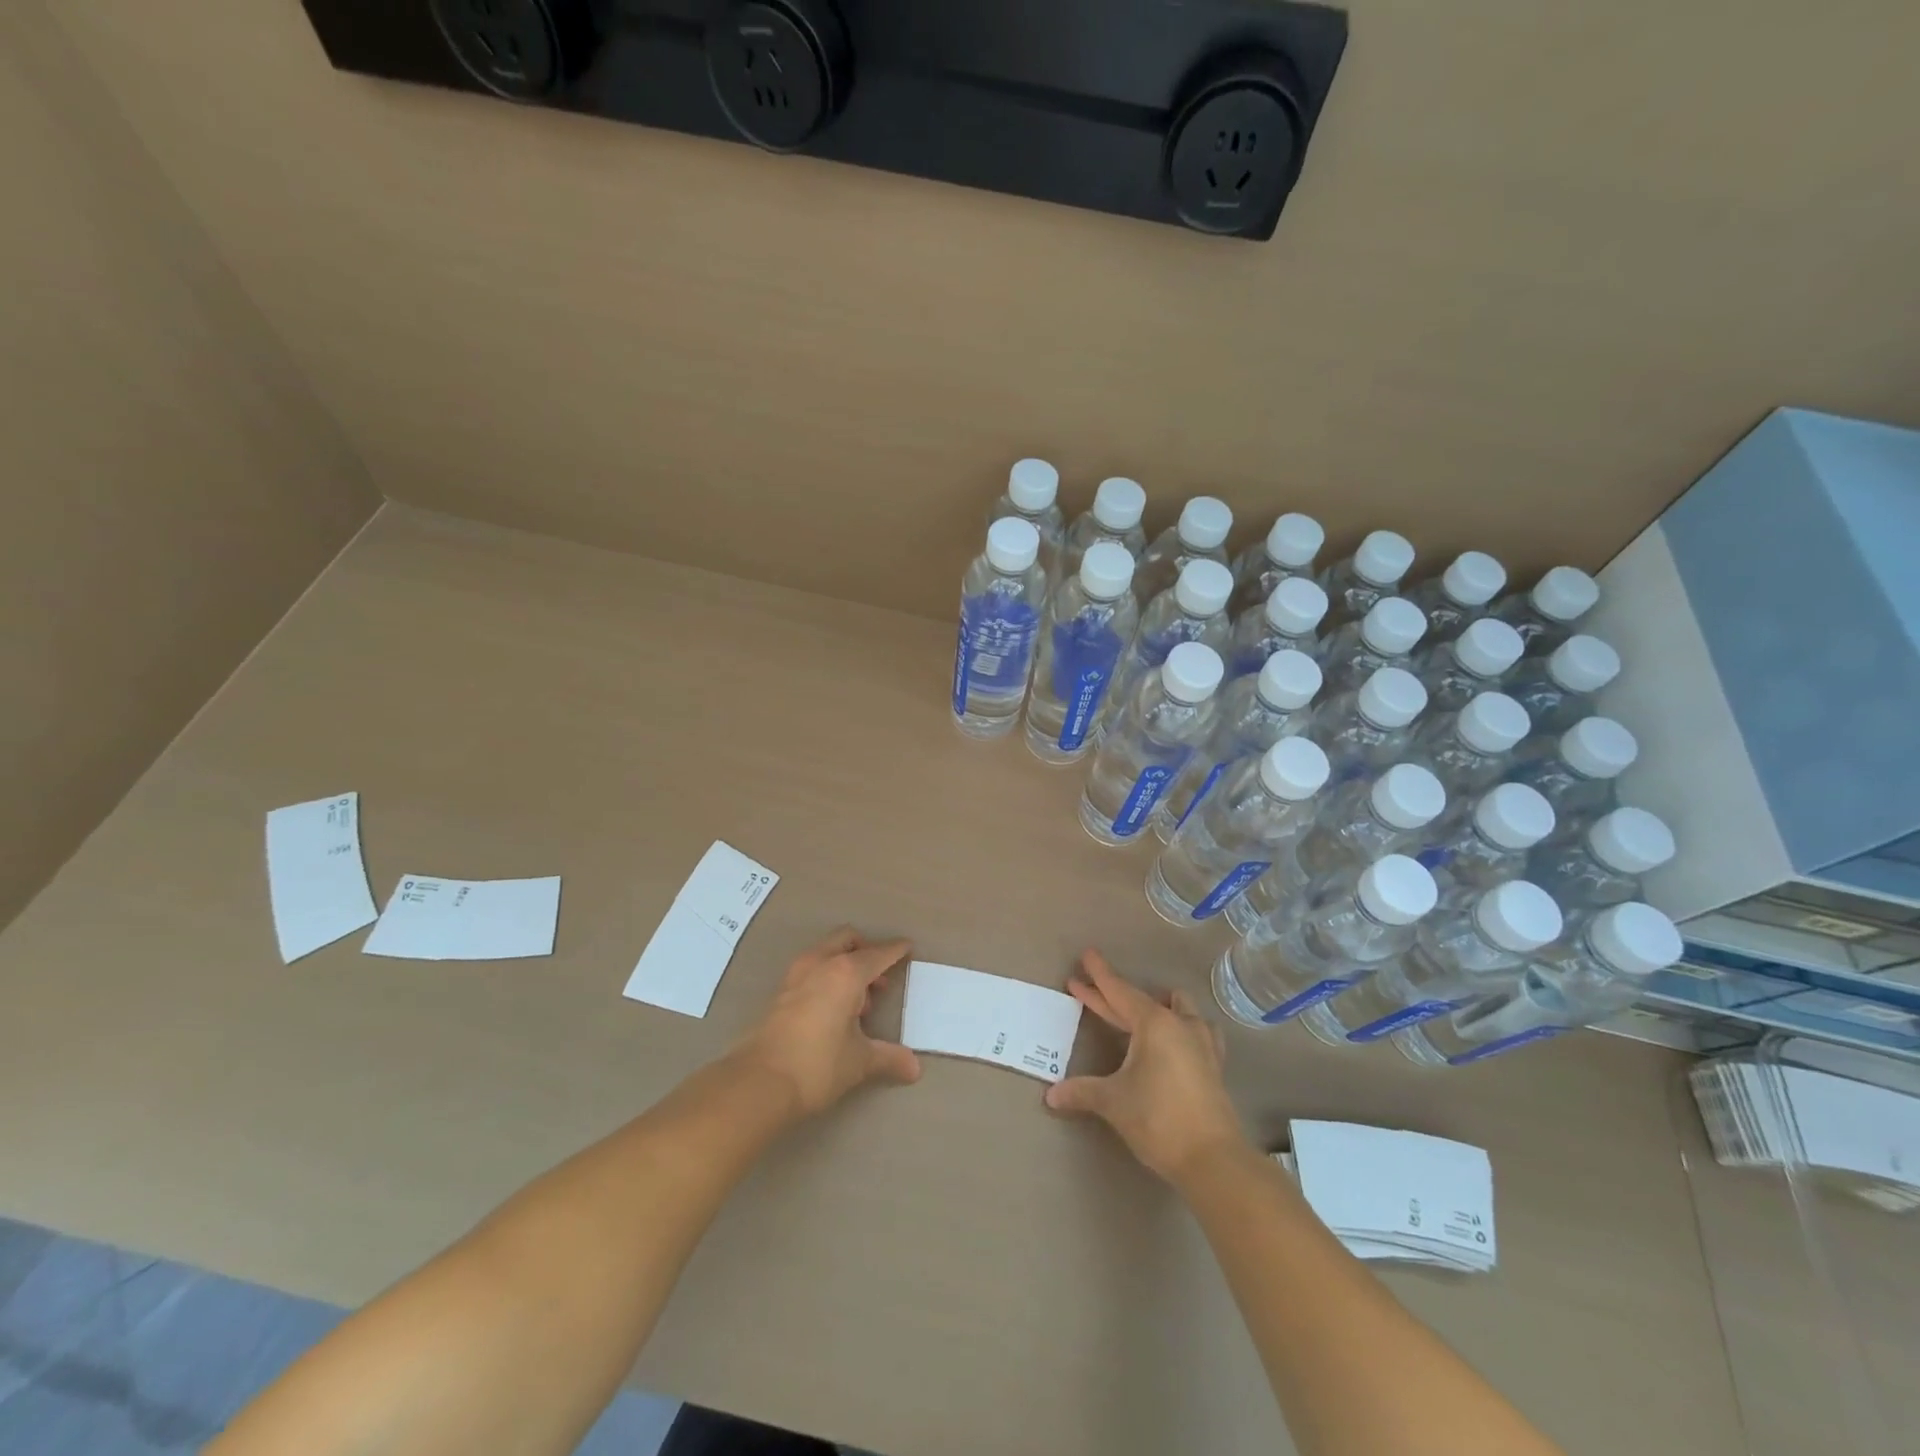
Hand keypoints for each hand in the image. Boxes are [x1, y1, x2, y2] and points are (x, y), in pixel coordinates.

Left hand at [731, 927, 921, 1117]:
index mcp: (846, 972)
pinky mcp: (780, 991)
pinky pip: (811, 969)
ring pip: (826, 951)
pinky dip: (826, 976)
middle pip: (848, 939)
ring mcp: (796, 975)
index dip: (896, 950)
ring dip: (844, 963)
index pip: (878, 954)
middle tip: (879, 980)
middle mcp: (820, 963)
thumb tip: (915, 1069)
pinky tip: (832, 1010)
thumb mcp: (859, 1061)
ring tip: (857, 1001)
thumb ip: (888, 1058)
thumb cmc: (817, 1065)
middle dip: (866, 951)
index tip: (908, 947)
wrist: (759, 1082)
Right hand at [1044, 949, 1248, 1185]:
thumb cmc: (1159, 1119)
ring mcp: (1201, 1043)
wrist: (1213, 1159)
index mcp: (1154, 1023)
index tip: (1086, 955)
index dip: (1099, 976)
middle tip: (1085, 987)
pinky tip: (1176, 1038)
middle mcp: (1179, 1024)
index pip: (1119, 991)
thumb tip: (1051, 1095)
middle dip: (1110, 995)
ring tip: (1139, 1012)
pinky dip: (1180, 1027)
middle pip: (1139, 1001)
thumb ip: (1082, 1091)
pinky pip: (1195, 1030)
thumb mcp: (1114, 1102)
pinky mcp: (1213, 1065)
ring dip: (1156, 1006)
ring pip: (1177, 1008)